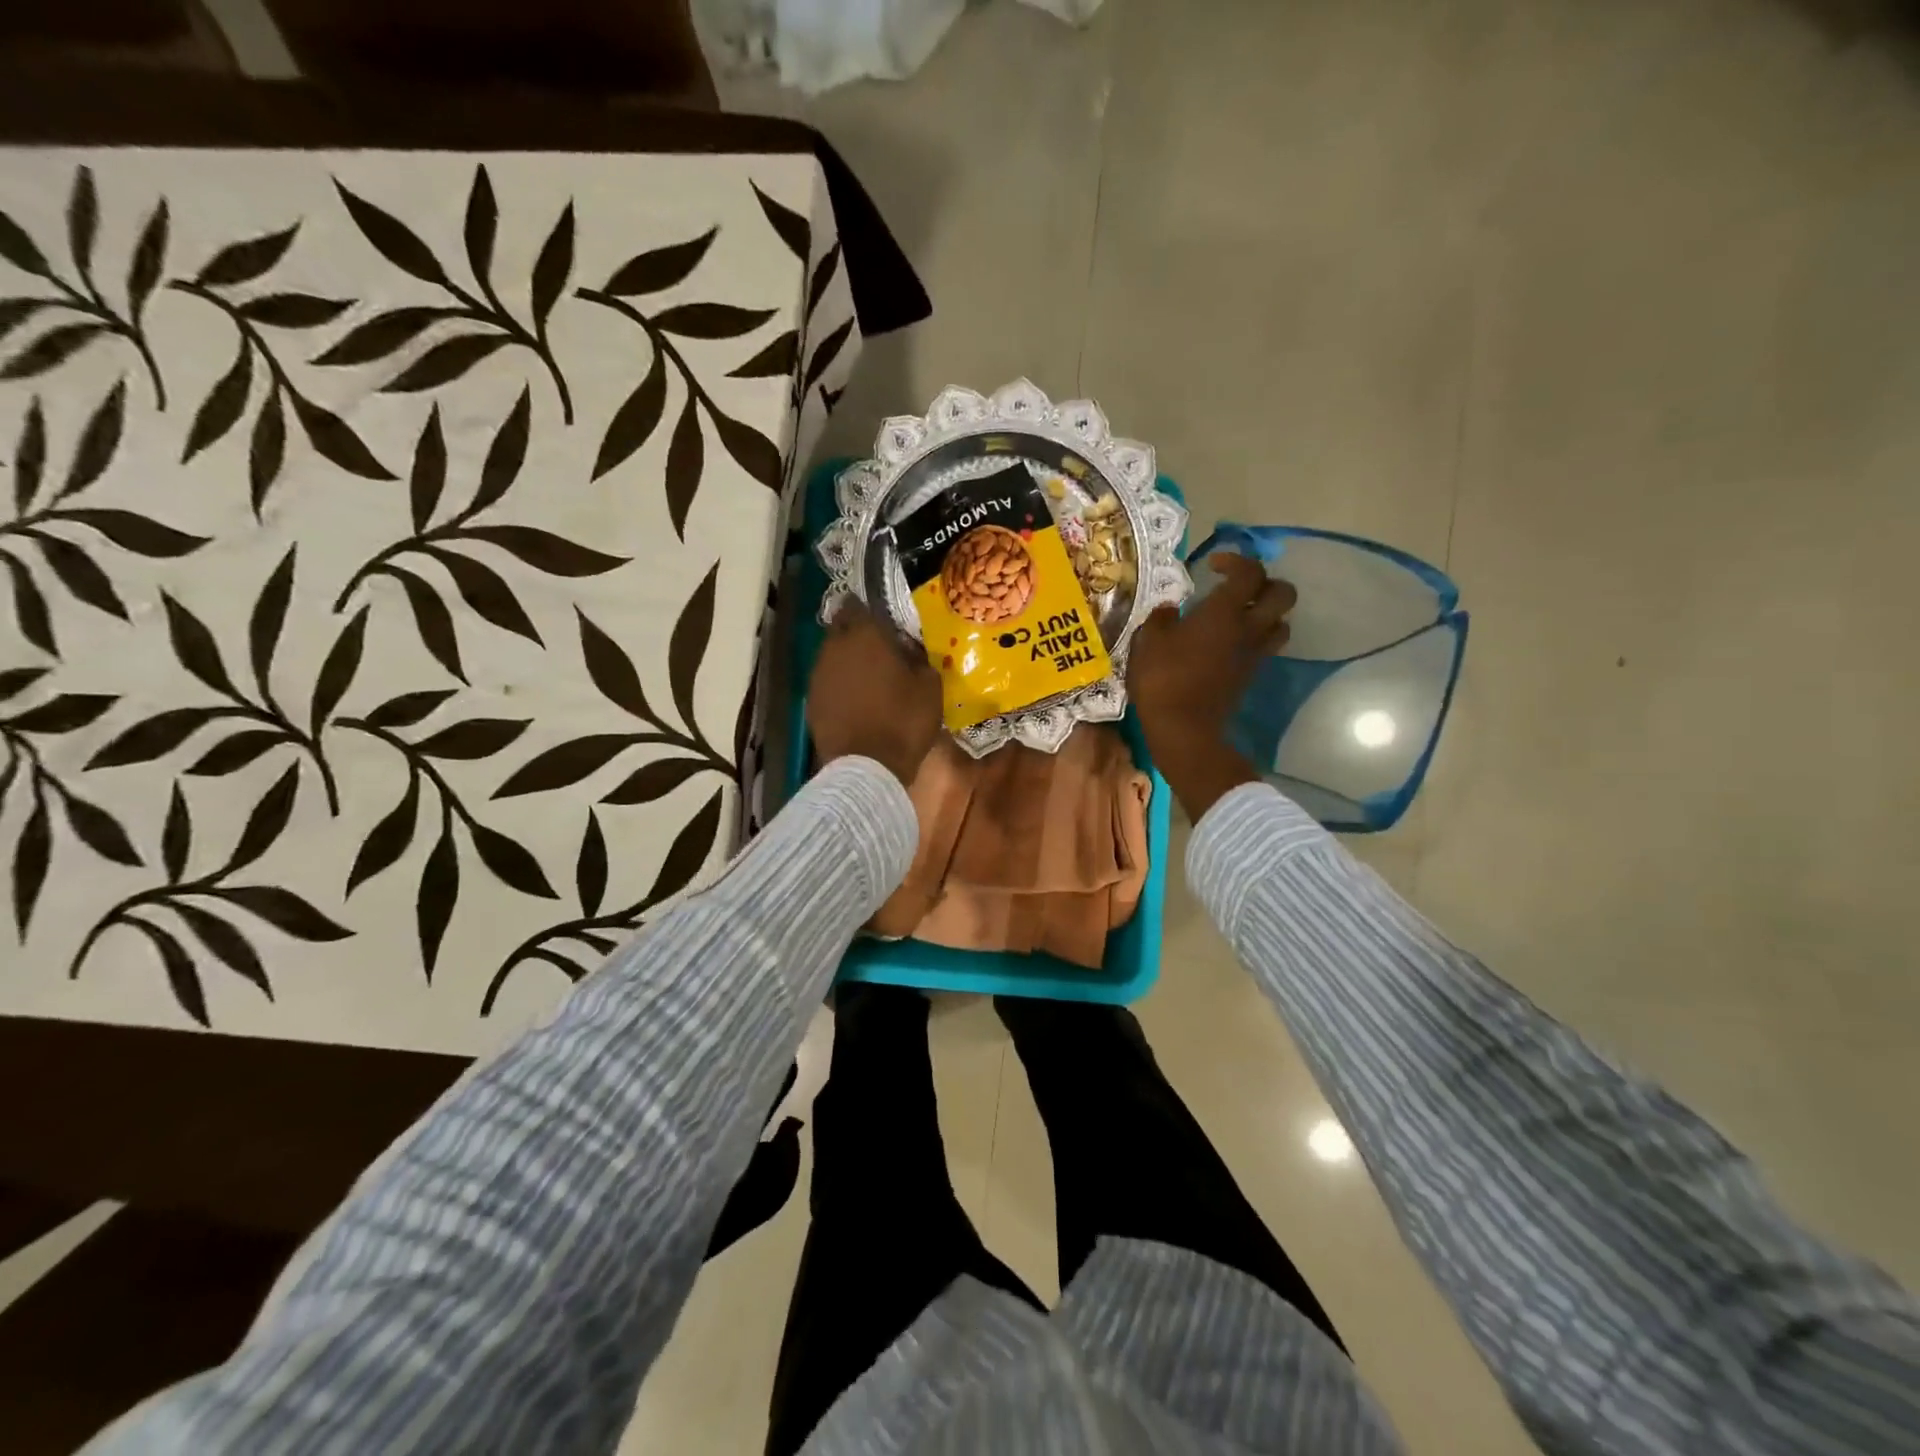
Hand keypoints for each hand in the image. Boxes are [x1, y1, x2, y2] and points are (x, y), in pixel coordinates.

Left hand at [808, 600, 941, 787]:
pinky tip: (855, 701)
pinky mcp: (811, 702)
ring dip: (847, 662)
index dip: (870, 610)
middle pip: (841, 629)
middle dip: (856, 635)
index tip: (884, 622)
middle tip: (878, 649)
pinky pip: (827, 683)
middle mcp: (835, 648)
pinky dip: (839, 687)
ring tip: (868, 677)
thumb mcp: (930, 687)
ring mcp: (818, 676)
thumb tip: (910, 651)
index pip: (858, 605)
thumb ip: (919, 659)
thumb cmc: (903, 721)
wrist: (867, 768)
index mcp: (865, 636)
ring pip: (831, 657)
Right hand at [1129, 554, 1296, 819]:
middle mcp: (1249, 628)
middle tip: (1237, 588)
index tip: (1213, 566)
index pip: (1250, 572)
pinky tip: (1229, 643)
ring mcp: (1254, 654)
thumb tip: (1170, 610)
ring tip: (1239, 616)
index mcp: (1224, 612)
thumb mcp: (1147, 643)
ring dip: (1266, 613)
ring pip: (1281, 622)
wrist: (1183, 728)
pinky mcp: (1251, 675)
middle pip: (1283, 594)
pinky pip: (1266, 647)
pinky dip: (1255, 638)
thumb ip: (1161, 619)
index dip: (1236, 560)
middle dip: (1265, 583)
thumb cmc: (1162, 680)